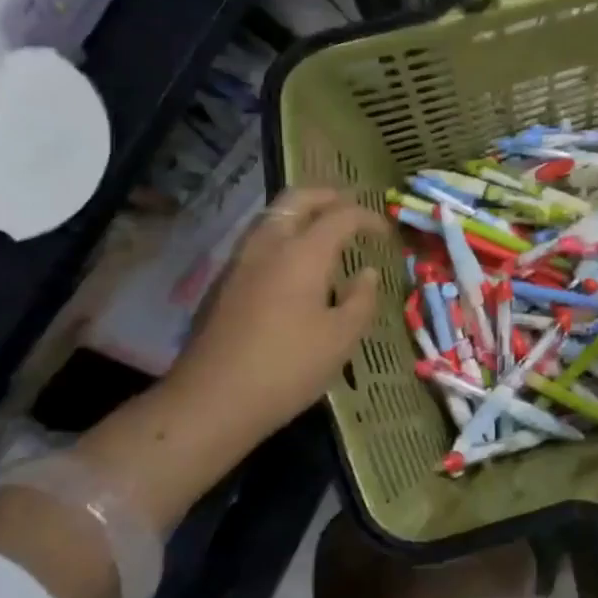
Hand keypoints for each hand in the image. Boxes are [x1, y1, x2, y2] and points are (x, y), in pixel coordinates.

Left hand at [164, 187, 391, 443]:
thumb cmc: (288, 367)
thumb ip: (361, 300)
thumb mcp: (341, 339)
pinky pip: (259, 240)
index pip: (341, 215)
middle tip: (350, 206)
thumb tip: (367, 273)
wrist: (212, 400)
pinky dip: (283, 235)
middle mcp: (269, 246)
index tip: (386, 232)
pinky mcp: (223, 283)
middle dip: (327, 196)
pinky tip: (294, 264)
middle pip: (297, 198)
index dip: (368, 218)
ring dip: (301, 213)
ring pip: (272, 217)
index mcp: (303, 253)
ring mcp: (240, 262)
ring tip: (324, 230)